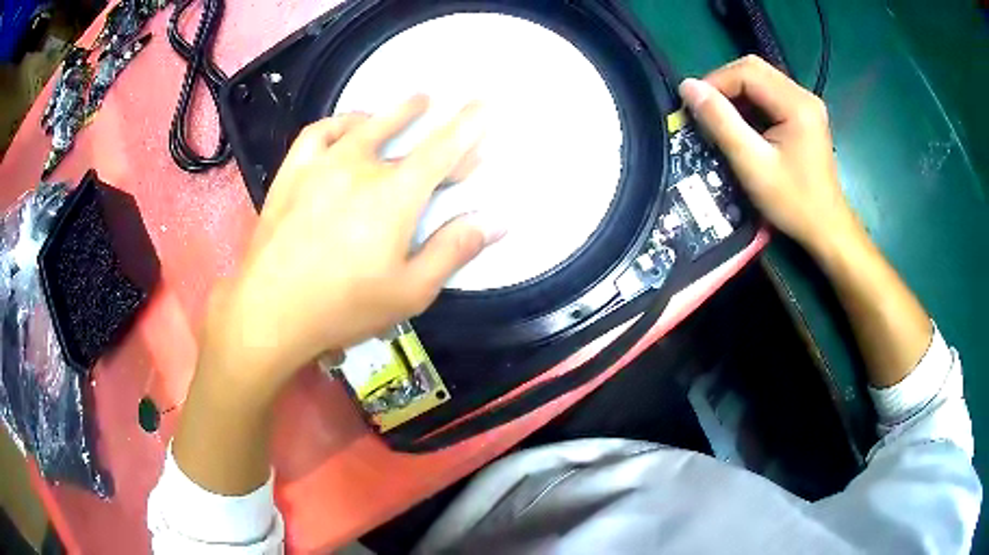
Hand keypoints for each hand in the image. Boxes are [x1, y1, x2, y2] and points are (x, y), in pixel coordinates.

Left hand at [202, 95, 500, 398]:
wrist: (270, 311)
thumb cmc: (344, 307)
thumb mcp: (411, 290)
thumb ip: (454, 250)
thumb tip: (497, 221)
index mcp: (395, 195)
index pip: (443, 149)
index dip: (469, 125)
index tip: (484, 103)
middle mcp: (361, 166)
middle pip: (409, 137)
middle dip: (440, 128)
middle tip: (456, 124)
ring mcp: (322, 164)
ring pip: (366, 124)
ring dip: (395, 111)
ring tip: (415, 103)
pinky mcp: (293, 172)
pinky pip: (320, 132)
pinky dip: (342, 122)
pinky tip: (352, 125)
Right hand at [679, 55, 858, 255]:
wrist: (826, 229)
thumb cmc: (793, 202)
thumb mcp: (752, 164)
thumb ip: (721, 122)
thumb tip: (687, 87)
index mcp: (796, 104)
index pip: (746, 72)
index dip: (715, 83)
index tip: (696, 108)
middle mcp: (803, 95)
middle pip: (754, 70)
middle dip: (724, 85)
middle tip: (707, 112)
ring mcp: (806, 104)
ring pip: (760, 80)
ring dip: (736, 95)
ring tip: (722, 121)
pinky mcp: (804, 115)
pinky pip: (769, 96)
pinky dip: (750, 105)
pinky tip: (744, 127)